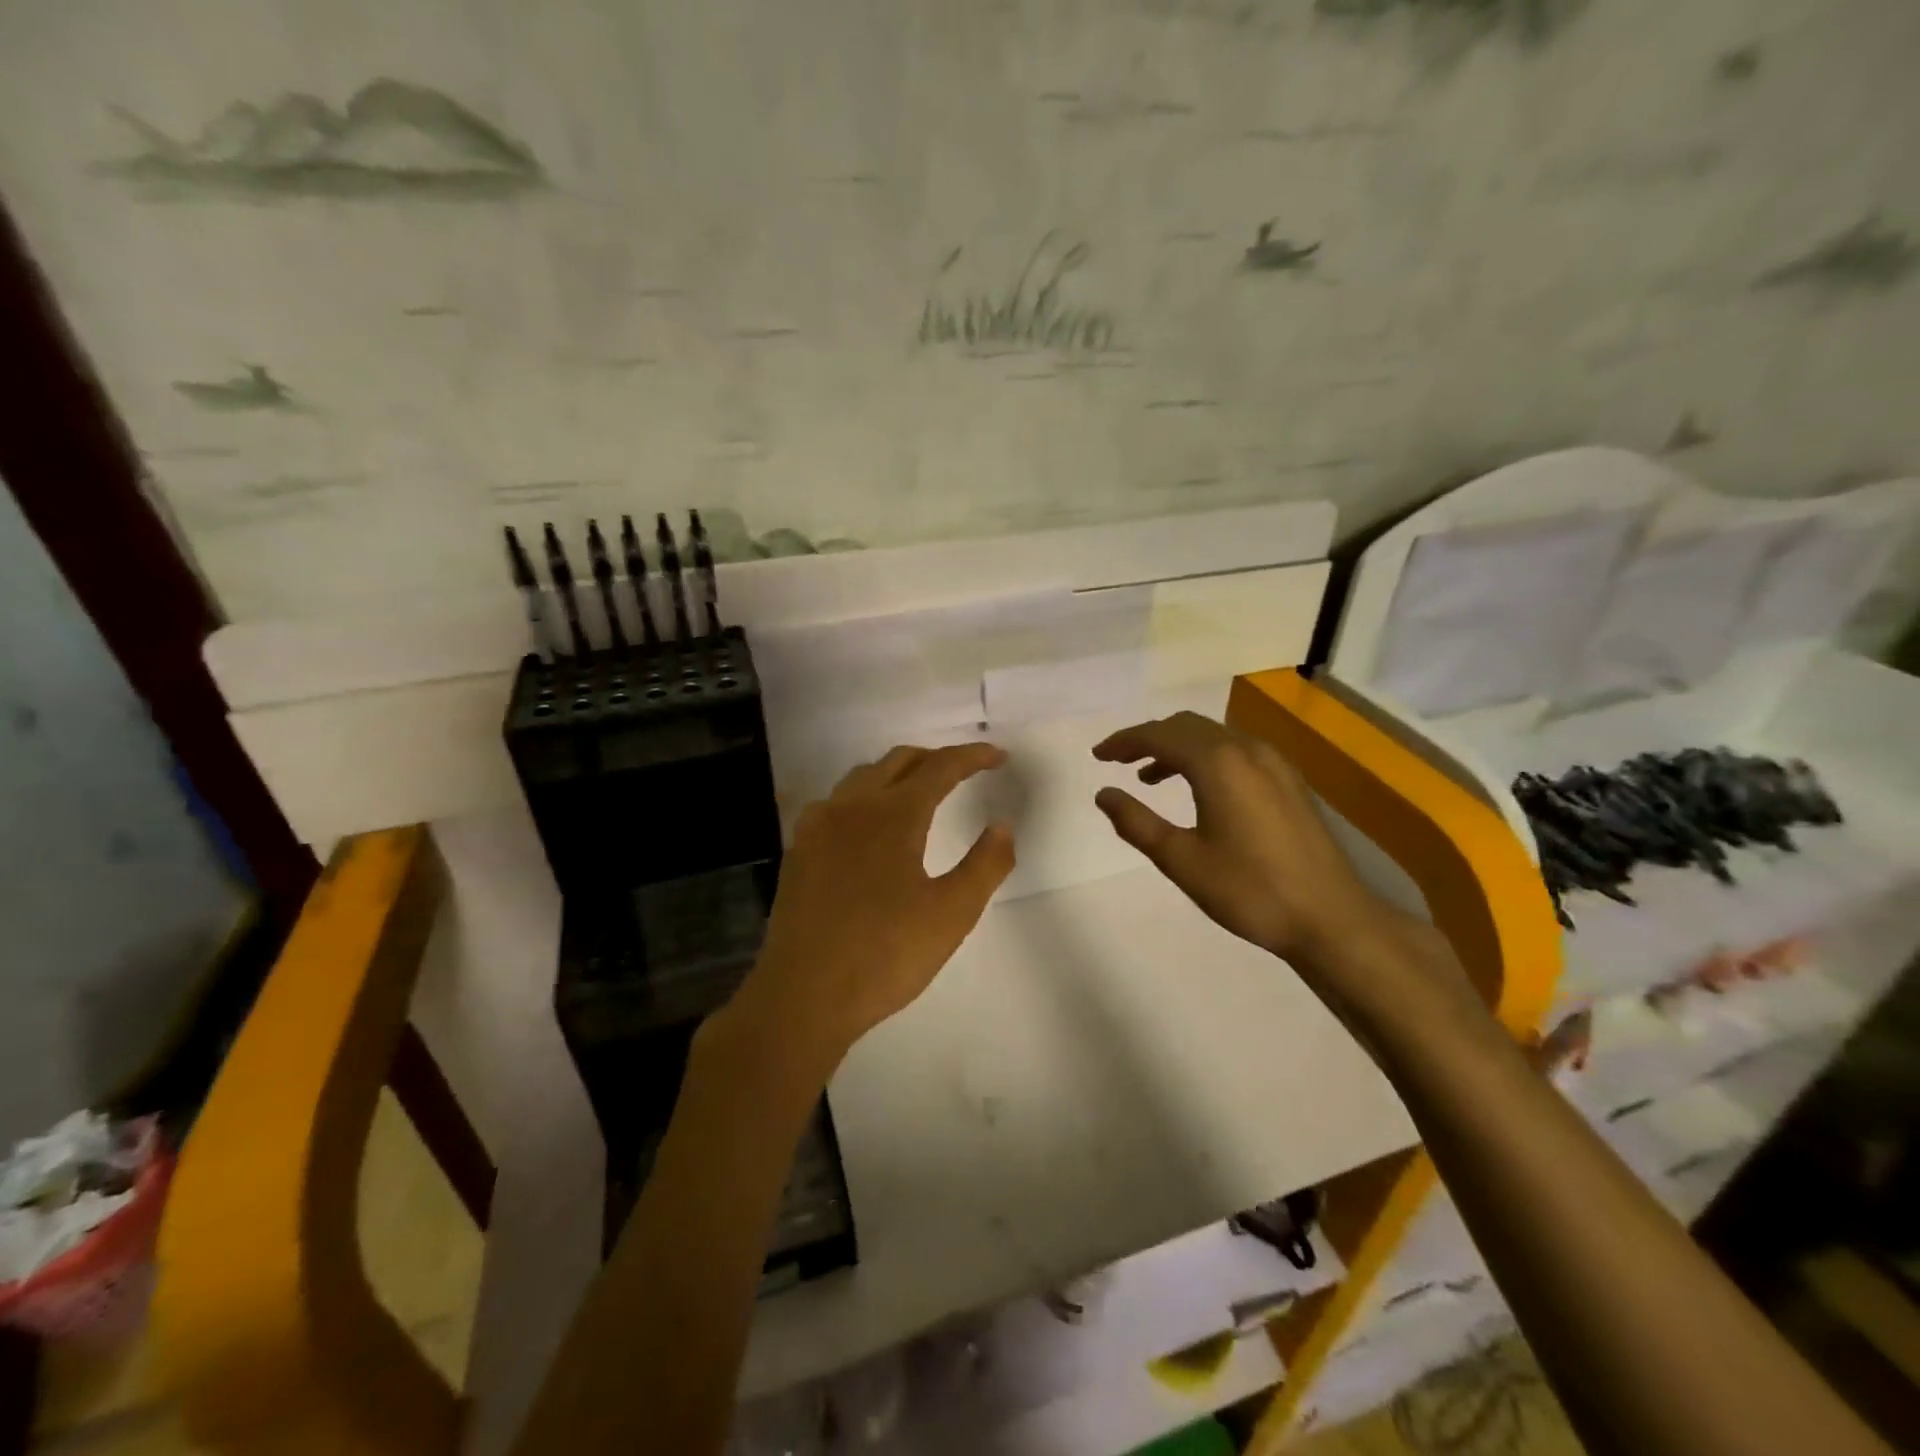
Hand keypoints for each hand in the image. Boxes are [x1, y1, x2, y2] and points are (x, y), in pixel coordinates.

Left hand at [731, 743, 1015, 1072]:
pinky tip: (869, 825)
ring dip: (897, 774)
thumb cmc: (885, 955)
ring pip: (863, 777)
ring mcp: (818, 826)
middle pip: (898, 761)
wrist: (803, 996)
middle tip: (964, 772)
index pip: (939, 767)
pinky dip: (865, 796)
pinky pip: (836, 802)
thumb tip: (1003, 826)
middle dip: (935, 759)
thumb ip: (986, 864)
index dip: (972, 757)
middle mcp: (852, 806)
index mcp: (893, 815)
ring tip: (920, 792)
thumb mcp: (952, 913)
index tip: (998, 757)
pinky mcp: (799, 850)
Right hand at [1091, 711, 1393, 969]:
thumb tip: (1103, 794)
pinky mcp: (1289, 781)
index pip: (1160, 735)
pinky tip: (1199, 788)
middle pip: (1187, 726)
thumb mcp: (1182, 860)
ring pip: (1214, 736)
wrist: (1331, 917)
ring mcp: (1274, 763)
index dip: (1124, 741)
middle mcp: (1247, 750)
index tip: (1098, 755)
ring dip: (1178, 747)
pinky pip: (1236, 750)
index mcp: (1218, 763)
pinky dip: (1206, 756)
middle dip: (1149, 738)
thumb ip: (1137, 823)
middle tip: (1119, 761)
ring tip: (1150, 777)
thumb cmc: (1250, 890)